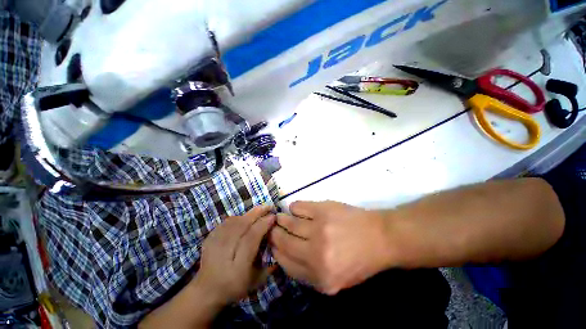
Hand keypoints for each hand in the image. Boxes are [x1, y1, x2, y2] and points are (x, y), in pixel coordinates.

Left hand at [195, 205, 275, 304]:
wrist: (206, 290)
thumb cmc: (234, 287)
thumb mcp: (256, 282)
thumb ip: (269, 266)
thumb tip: (277, 245)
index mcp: (238, 266)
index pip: (252, 238)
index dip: (263, 224)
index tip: (273, 217)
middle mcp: (225, 252)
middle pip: (242, 225)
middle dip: (257, 213)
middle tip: (268, 206)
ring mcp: (214, 243)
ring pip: (234, 221)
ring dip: (249, 214)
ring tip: (259, 211)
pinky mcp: (209, 238)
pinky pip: (226, 222)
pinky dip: (238, 217)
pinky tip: (245, 218)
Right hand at [270, 201, 393, 294]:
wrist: (380, 237)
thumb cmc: (359, 260)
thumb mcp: (336, 280)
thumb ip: (309, 274)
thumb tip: (285, 255)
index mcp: (320, 278)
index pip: (286, 263)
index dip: (276, 252)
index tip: (273, 244)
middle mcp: (316, 254)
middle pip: (284, 241)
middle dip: (274, 234)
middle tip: (272, 228)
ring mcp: (319, 229)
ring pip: (289, 222)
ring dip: (281, 219)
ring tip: (280, 217)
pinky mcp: (323, 210)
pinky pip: (299, 206)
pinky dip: (294, 207)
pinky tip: (295, 209)